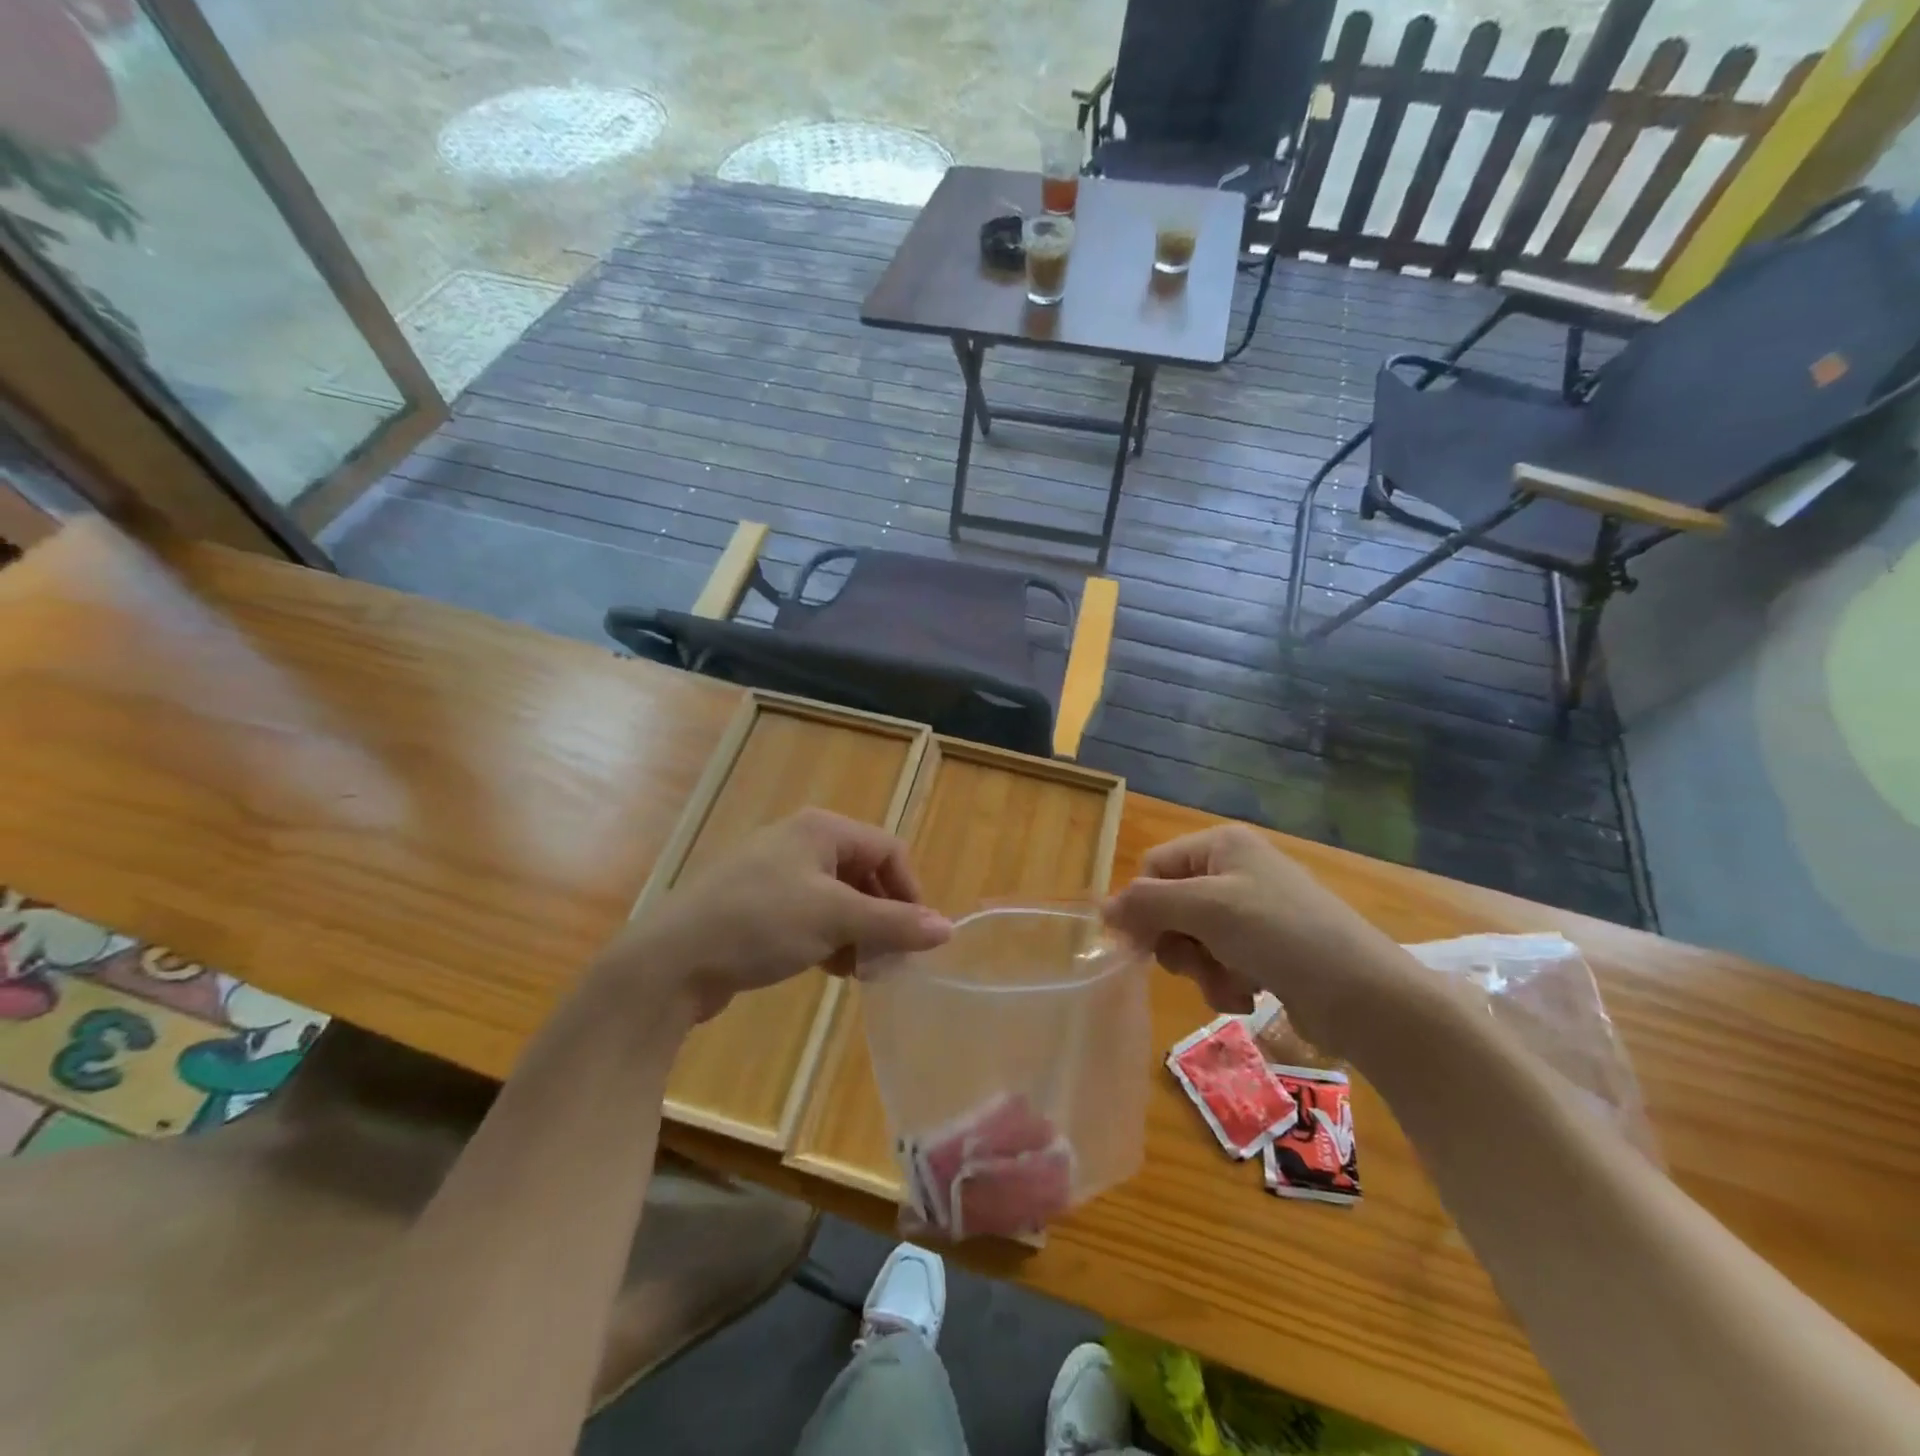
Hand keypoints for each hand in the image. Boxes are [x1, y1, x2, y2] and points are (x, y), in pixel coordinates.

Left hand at [604, 809, 952, 1021]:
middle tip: (890, 960)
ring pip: (838, 899)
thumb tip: (947, 929)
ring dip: (858, 933)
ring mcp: (775, 875)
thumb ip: (895, 923)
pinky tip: (832, 969)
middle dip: (883, 916)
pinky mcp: (758, 907)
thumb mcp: (835, 919)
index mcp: (821, 830)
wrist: (670, 962)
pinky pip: (811, 916)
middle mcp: (800, 843)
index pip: (888, 850)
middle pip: (864, 874)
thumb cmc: (760, 924)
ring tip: (863, 971)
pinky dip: (830, 940)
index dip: (909, 892)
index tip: (916, 938)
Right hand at [1103, 825, 1426, 1055]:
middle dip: (1179, 943)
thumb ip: (1147, 904)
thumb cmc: (1281, 935)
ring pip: (1193, 939)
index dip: (1143, 907)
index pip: (1154, 869)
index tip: (1141, 946)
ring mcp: (1253, 910)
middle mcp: (1235, 870)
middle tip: (1195, 964)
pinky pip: (1220, 961)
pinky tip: (1248, 994)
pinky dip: (1225, 982)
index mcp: (1221, 845)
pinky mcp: (1268, 948)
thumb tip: (1101, 911)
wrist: (1366, 995)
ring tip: (1231, 985)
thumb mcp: (1206, 909)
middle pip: (1171, 906)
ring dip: (1202, 968)